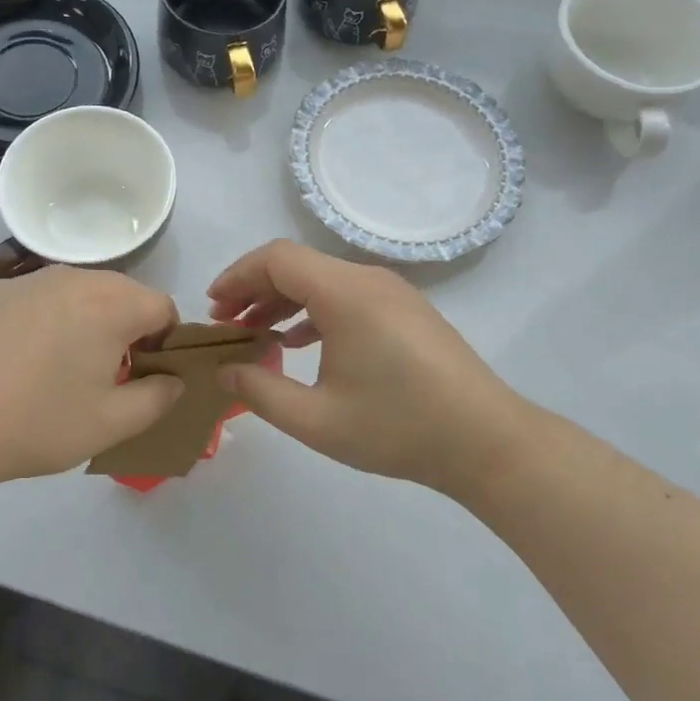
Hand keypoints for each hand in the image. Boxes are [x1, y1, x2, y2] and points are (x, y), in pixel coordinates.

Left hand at [0, 266, 182, 488]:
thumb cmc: (39, 422)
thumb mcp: (112, 423)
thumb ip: (158, 398)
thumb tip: (174, 380)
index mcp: (112, 303)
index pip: (163, 308)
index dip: (164, 344)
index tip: (143, 377)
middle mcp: (75, 277)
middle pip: (123, 295)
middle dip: (126, 330)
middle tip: (105, 377)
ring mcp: (31, 279)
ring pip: (81, 293)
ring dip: (87, 322)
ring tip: (61, 369)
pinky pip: (42, 298)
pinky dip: (48, 320)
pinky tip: (22, 360)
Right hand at [208, 240, 534, 497]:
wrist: (487, 441)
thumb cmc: (398, 427)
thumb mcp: (317, 420)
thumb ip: (260, 391)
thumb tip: (224, 370)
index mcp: (345, 293)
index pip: (276, 258)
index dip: (237, 275)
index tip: (212, 307)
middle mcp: (368, 279)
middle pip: (297, 265)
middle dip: (254, 289)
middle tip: (225, 324)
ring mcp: (392, 293)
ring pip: (322, 280)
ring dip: (283, 300)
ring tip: (254, 333)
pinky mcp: (406, 310)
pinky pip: (347, 295)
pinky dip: (314, 310)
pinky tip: (299, 342)